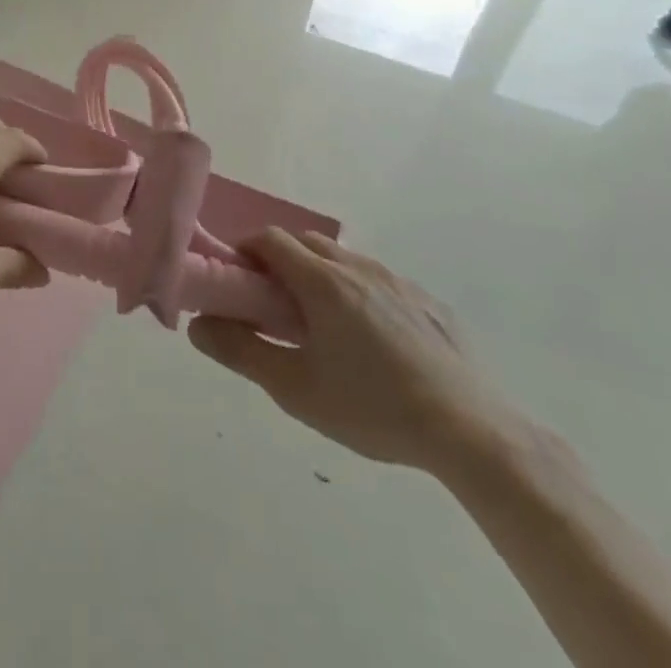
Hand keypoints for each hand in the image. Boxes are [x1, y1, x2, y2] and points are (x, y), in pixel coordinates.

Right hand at [188, 229, 523, 475]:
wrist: (473, 432)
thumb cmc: (373, 407)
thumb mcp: (296, 389)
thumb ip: (240, 351)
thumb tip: (197, 326)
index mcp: (322, 280)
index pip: (270, 239)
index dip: (247, 251)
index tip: (240, 282)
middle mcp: (357, 267)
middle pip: (306, 241)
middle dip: (281, 259)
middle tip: (274, 303)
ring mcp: (398, 281)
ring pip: (344, 258)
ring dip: (321, 273)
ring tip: (323, 323)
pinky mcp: (429, 302)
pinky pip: (380, 281)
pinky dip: (360, 291)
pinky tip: (373, 340)